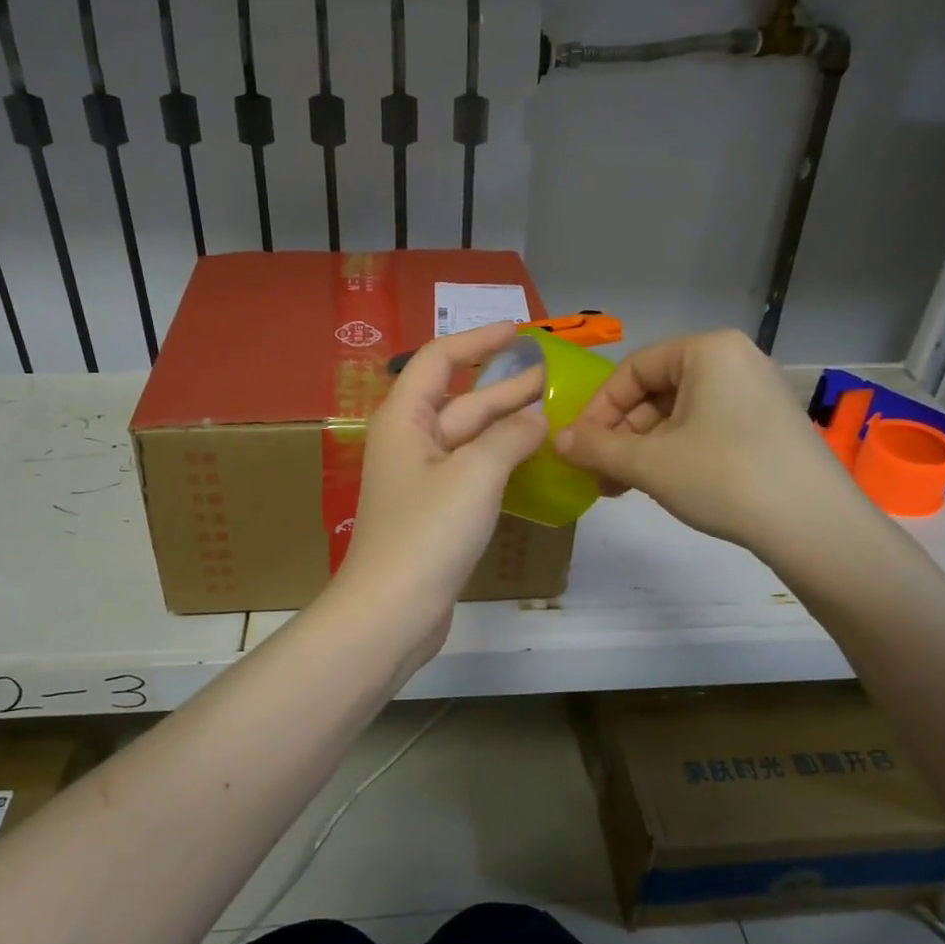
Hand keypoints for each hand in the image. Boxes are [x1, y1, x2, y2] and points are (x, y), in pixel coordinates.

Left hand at [336, 322, 547, 652]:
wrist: (391, 610)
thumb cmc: (427, 532)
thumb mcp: (474, 474)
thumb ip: (509, 437)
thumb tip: (536, 419)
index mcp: (405, 418)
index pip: (440, 359)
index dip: (479, 340)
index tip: (520, 332)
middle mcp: (409, 441)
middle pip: (460, 400)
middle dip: (505, 387)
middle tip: (553, 377)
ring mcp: (421, 479)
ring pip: (469, 438)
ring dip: (507, 425)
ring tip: (552, 414)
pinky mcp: (433, 511)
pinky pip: (471, 471)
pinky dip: (500, 460)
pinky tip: (532, 461)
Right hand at [553, 329, 866, 557]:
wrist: (815, 526)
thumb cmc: (724, 477)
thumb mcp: (649, 463)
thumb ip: (595, 447)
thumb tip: (557, 440)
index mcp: (708, 350)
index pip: (632, 370)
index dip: (598, 409)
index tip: (578, 447)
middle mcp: (734, 360)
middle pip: (656, 392)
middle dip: (620, 434)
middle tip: (598, 473)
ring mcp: (756, 393)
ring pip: (679, 414)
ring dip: (643, 448)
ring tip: (623, 486)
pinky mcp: (768, 425)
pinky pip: (706, 428)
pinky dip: (675, 452)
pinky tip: (661, 485)